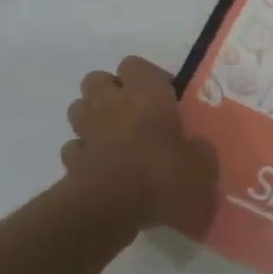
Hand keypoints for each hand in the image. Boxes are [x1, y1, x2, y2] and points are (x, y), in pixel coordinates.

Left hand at [61, 57, 218, 235]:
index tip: (165, 100)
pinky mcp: (71, 159)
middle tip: (135, 113)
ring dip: (93, 116)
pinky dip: (84, 152)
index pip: (135, 64)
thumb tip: (196, 148)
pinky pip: (74, 146)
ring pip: (79, 107)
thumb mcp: (202, 166)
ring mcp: (86, 130)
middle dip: (111, 91)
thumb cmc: (162, 176)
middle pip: (98, 79)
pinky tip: (100, 166)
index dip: (148, 78)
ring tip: (114, 137)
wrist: (111, 208)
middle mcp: (111, 103)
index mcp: (146, 94)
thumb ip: (199, 151)